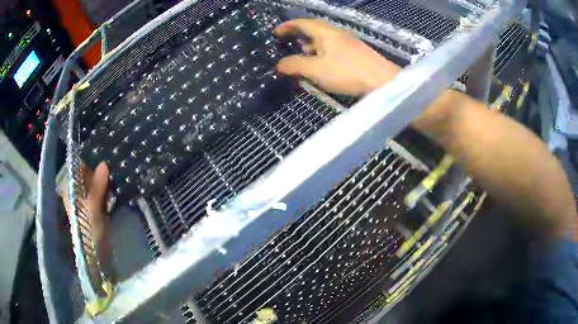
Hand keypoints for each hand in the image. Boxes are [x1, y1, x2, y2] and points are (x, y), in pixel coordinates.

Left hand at [62, 162, 111, 274]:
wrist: (98, 254)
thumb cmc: (89, 231)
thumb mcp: (92, 208)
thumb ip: (97, 187)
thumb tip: (104, 163)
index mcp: (72, 190)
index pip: (78, 168)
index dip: (88, 160)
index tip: (102, 152)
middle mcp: (79, 191)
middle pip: (89, 174)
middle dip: (99, 168)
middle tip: (113, 157)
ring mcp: (89, 198)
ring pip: (97, 182)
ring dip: (105, 177)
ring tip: (117, 166)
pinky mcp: (99, 206)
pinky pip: (104, 191)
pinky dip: (109, 187)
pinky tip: (118, 181)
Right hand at [274, 19, 400, 96]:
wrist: (383, 81)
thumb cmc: (347, 72)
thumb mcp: (316, 70)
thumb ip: (295, 65)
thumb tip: (278, 65)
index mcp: (325, 32)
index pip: (302, 23)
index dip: (287, 26)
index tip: (275, 33)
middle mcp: (336, 33)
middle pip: (313, 28)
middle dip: (298, 34)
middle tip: (286, 42)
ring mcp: (347, 42)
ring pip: (323, 39)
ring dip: (309, 44)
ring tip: (300, 54)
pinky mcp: (355, 53)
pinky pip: (332, 47)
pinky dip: (320, 52)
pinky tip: (320, 64)